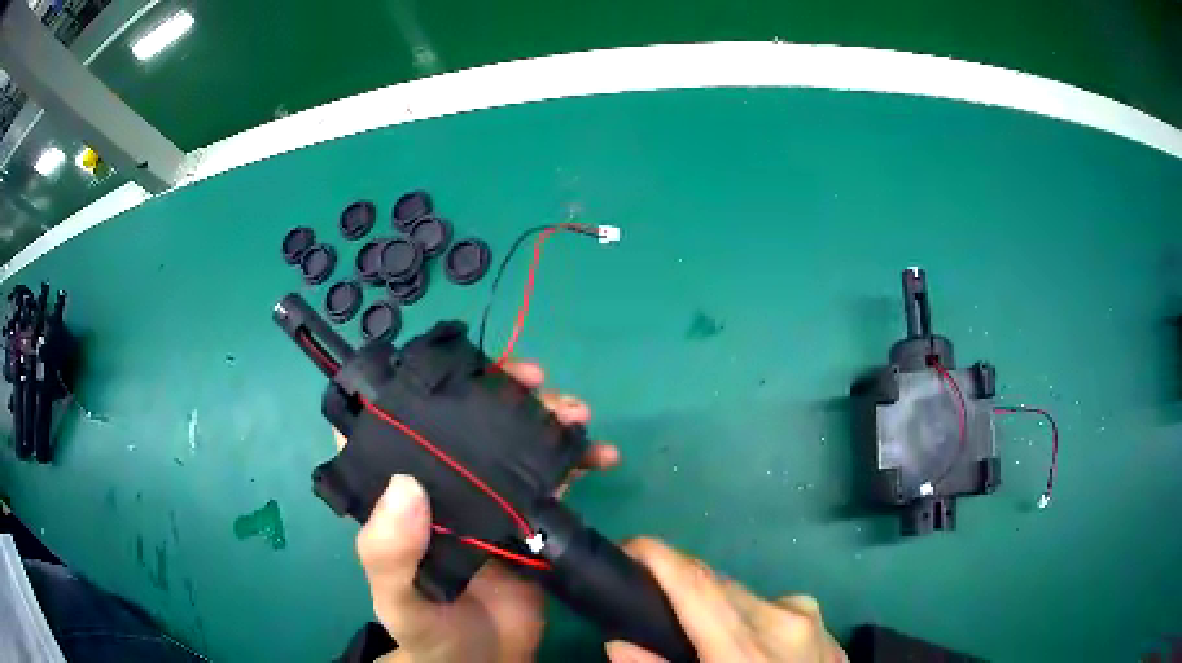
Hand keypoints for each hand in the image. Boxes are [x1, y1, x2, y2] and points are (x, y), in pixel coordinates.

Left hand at [337, 360, 618, 662]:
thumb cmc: (431, 632)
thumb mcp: (398, 600)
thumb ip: (388, 553)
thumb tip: (406, 485)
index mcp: (396, 497)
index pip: (387, 427)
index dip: (407, 386)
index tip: (449, 369)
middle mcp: (439, 487)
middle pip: (462, 421)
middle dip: (499, 390)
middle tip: (534, 380)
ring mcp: (486, 499)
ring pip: (511, 441)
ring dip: (545, 417)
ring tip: (577, 414)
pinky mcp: (526, 517)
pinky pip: (552, 477)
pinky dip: (578, 459)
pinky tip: (602, 456)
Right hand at [606, 539, 846, 662]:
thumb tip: (619, 642)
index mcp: (747, 650)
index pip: (697, 584)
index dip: (658, 556)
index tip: (627, 546)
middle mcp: (784, 620)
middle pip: (719, 587)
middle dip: (683, 590)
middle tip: (655, 611)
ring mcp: (812, 621)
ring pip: (747, 599)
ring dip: (719, 610)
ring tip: (706, 643)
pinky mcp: (826, 627)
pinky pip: (776, 612)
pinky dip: (751, 622)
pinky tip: (750, 652)